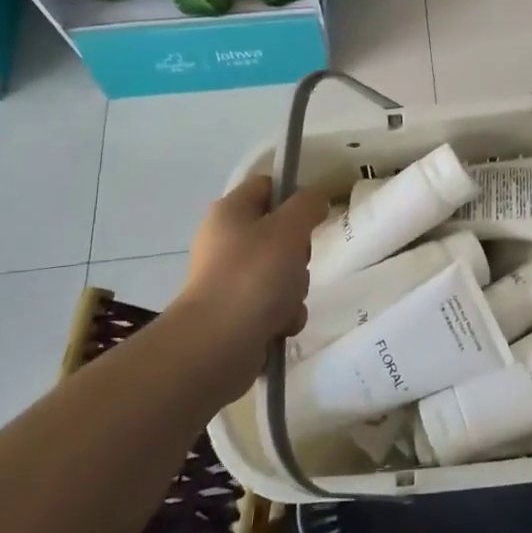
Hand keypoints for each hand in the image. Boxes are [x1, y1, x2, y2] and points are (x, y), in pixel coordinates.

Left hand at [176, 174, 326, 384]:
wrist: (216, 346)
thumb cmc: (253, 276)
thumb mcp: (289, 228)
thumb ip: (308, 205)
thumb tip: (315, 200)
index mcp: (230, 212)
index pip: (268, 186)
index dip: (293, 195)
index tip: (313, 215)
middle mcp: (226, 241)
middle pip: (280, 233)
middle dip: (299, 252)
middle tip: (297, 263)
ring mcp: (230, 279)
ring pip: (282, 271)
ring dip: (295, 288)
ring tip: (286, 302)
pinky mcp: (236, 313)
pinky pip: (274, 304)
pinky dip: (284, 314)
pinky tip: (280, 324)